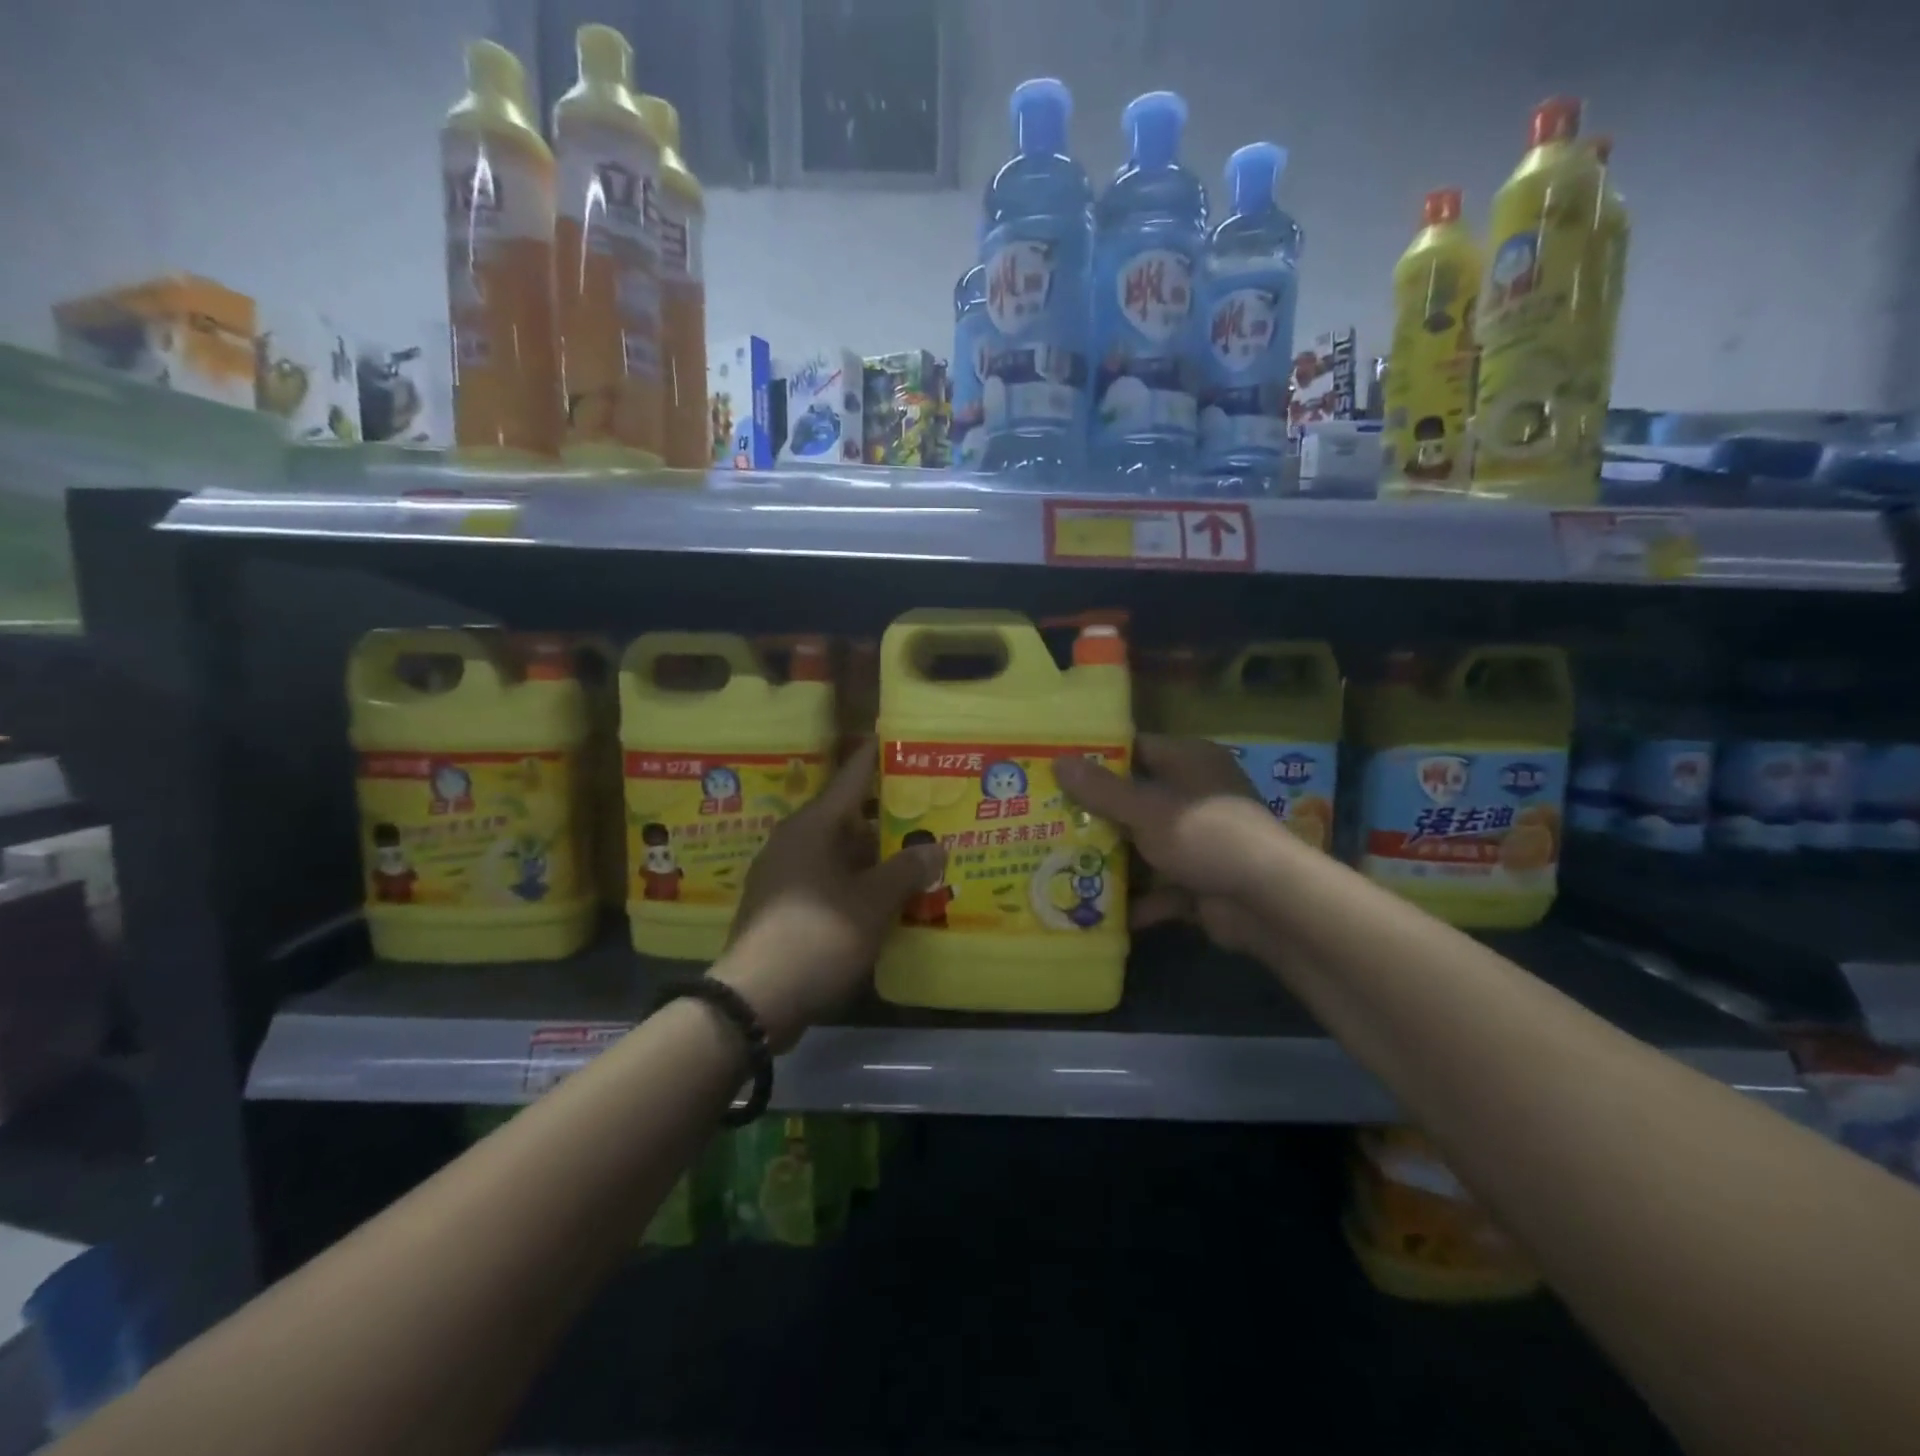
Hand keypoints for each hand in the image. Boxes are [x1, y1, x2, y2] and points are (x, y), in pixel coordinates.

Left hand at [716, 741, 943, 1048]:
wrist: (755, 999)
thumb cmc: (817, 936)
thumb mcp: (872, 903)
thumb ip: (907, 870)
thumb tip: (936, 847)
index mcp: (813, 827)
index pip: (851, 778)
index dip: (876, 758)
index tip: (897, 738)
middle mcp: (797, 841)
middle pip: (850, 817)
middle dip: (889, 816)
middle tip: (929, 809)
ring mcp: (787, 875)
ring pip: (841, 853)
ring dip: (876, 855)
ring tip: (919, 853)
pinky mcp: (785, 906)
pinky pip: (831, 881)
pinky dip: (859, 882)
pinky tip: (889, 895)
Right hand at [1055, 734, 1277, 956]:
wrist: (1267, 901)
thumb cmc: (1204, 835)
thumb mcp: (1146, 809)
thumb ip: (1101, 790)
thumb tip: (1058, 762)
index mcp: (1189, 762)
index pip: (1136, 749)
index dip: (1096, 759)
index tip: (1056, 769)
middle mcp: (1195, 795)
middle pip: (1136, 800)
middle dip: (1095, 815)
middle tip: (1046, 819)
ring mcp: (1199, 840)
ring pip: (1145, 846)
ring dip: (1112, 860)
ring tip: (1061, 864)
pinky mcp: (1201, 881)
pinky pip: (1160, 887)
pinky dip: (1137, 900)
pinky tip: (1099, 913)